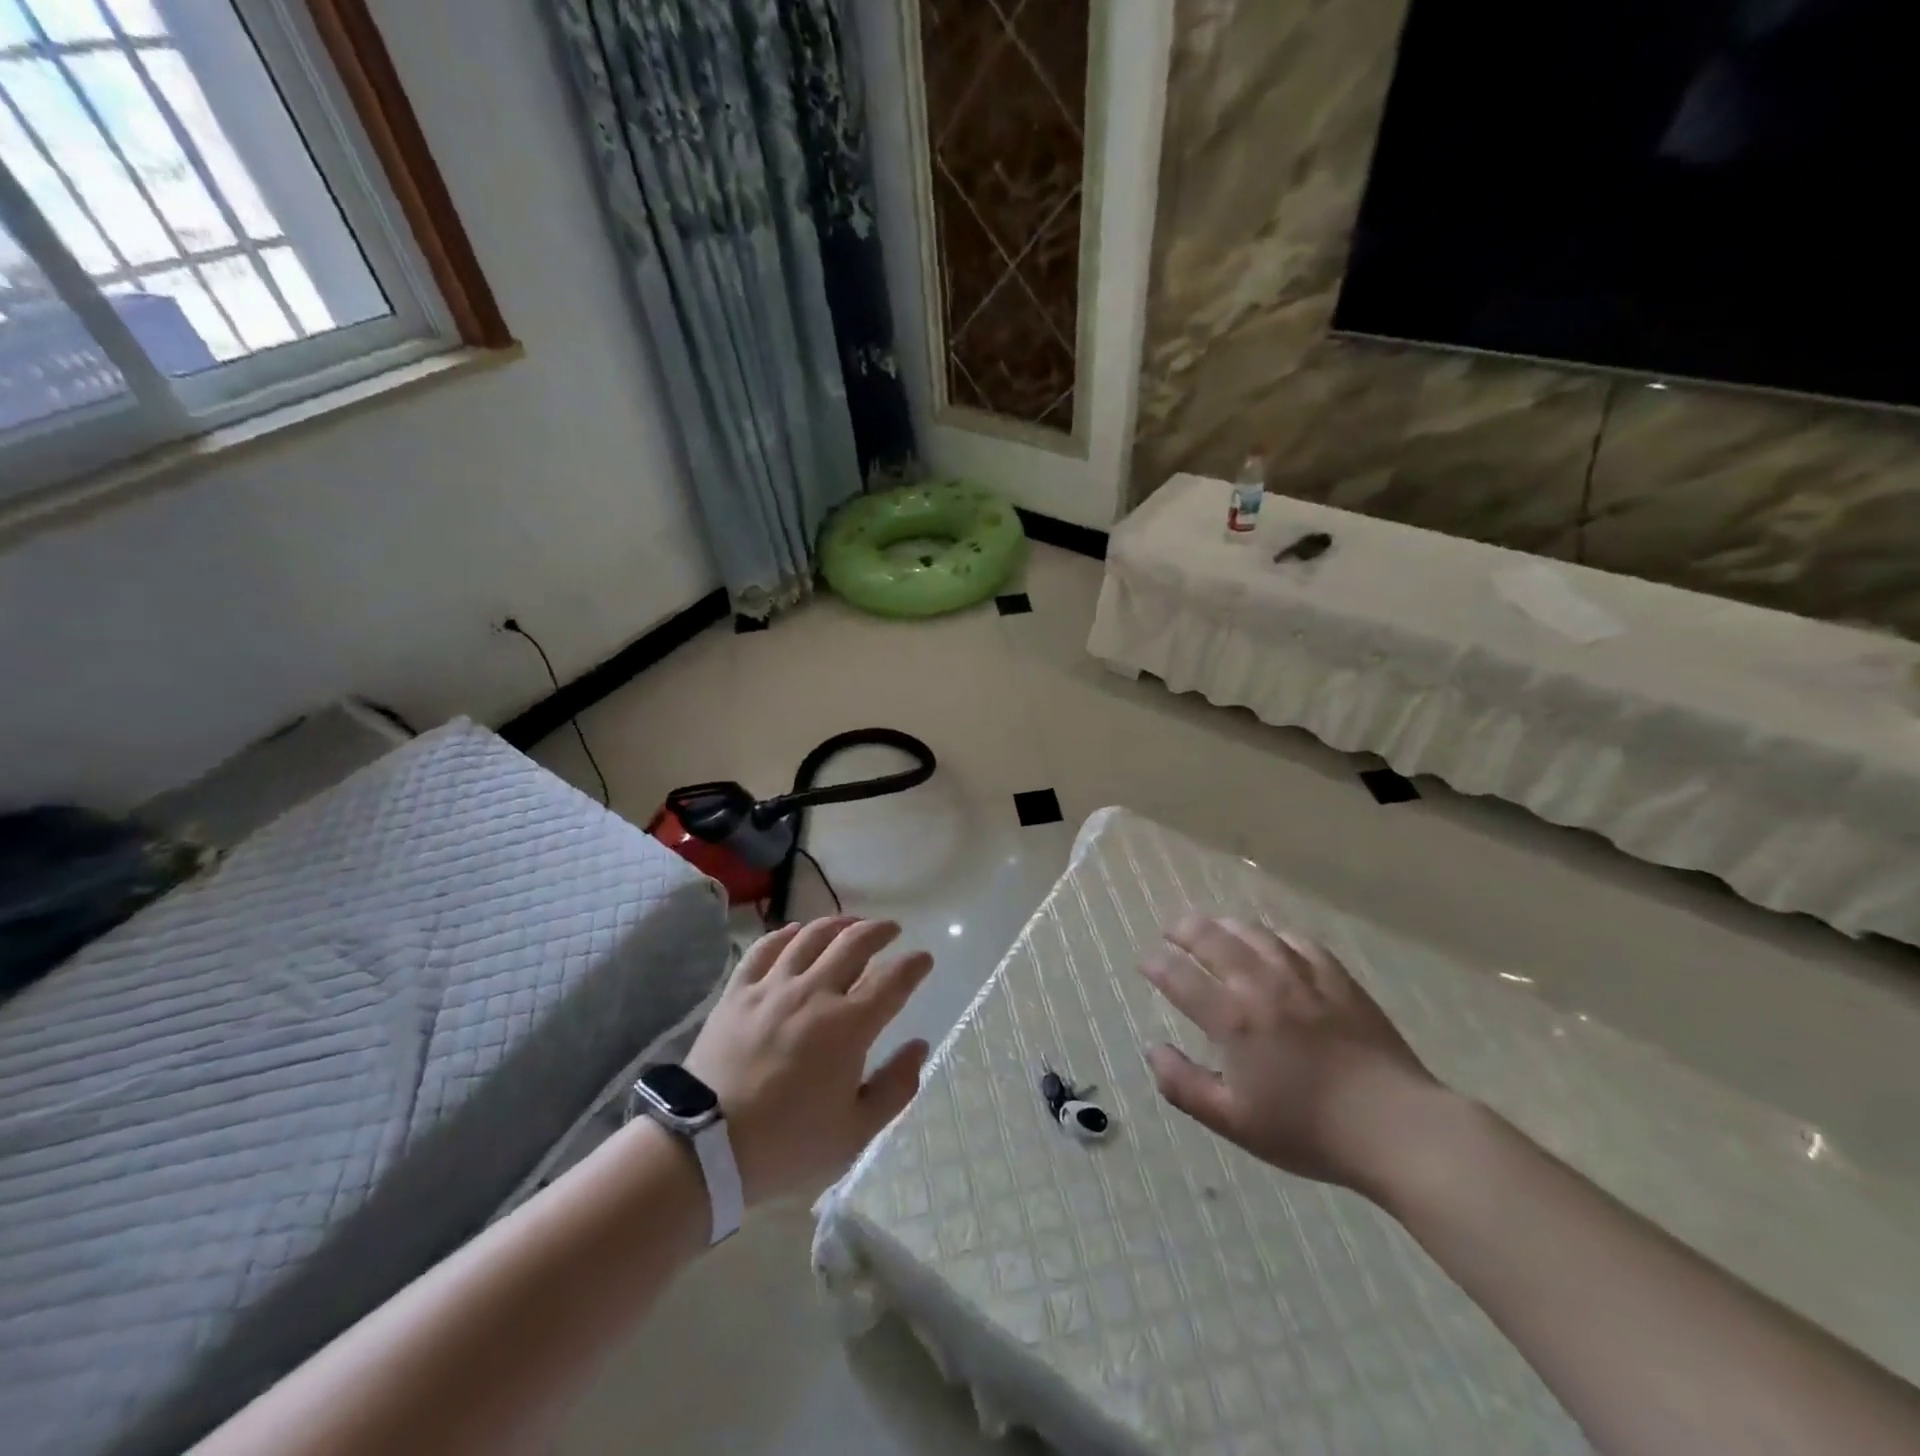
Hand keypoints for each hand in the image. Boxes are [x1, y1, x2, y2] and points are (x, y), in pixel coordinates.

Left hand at [685, 918, 931, 1204]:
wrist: (706, 1147)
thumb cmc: (788, 1144)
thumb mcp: (855, 1132)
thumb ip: (895, 1087)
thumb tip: (919, 1047)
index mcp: (849, 1026)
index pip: (893, 980)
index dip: (913, 965)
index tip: (924, 959)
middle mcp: (814, 993)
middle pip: (854, 943)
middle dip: (879, 931)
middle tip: (891, 929)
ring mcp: (773, 987)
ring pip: (811, 937)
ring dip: (838, 924)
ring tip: (850, 923)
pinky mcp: (738, 992)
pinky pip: (765, 948)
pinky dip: (786, 933)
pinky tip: (796, 931)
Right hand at [1141, 915, 1442, 1195]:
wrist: (1394, 1127)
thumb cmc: (1308, 1130)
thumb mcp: (1234, 1122)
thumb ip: (1185, 1085)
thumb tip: (1153, 1050)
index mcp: (1233, 1020)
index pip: (1180, 978)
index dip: (1157, 965)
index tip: (1146, 962)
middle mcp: (1261, 986)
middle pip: (1213, 940)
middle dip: (1184, 930)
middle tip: (1171, 930)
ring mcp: (1302, 977)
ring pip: (1254, 933)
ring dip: (1225, 924)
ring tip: (1212, 925)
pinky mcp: (1337, 978)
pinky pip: (1299, 941)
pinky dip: (1275, 934)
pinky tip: (1271, 939)